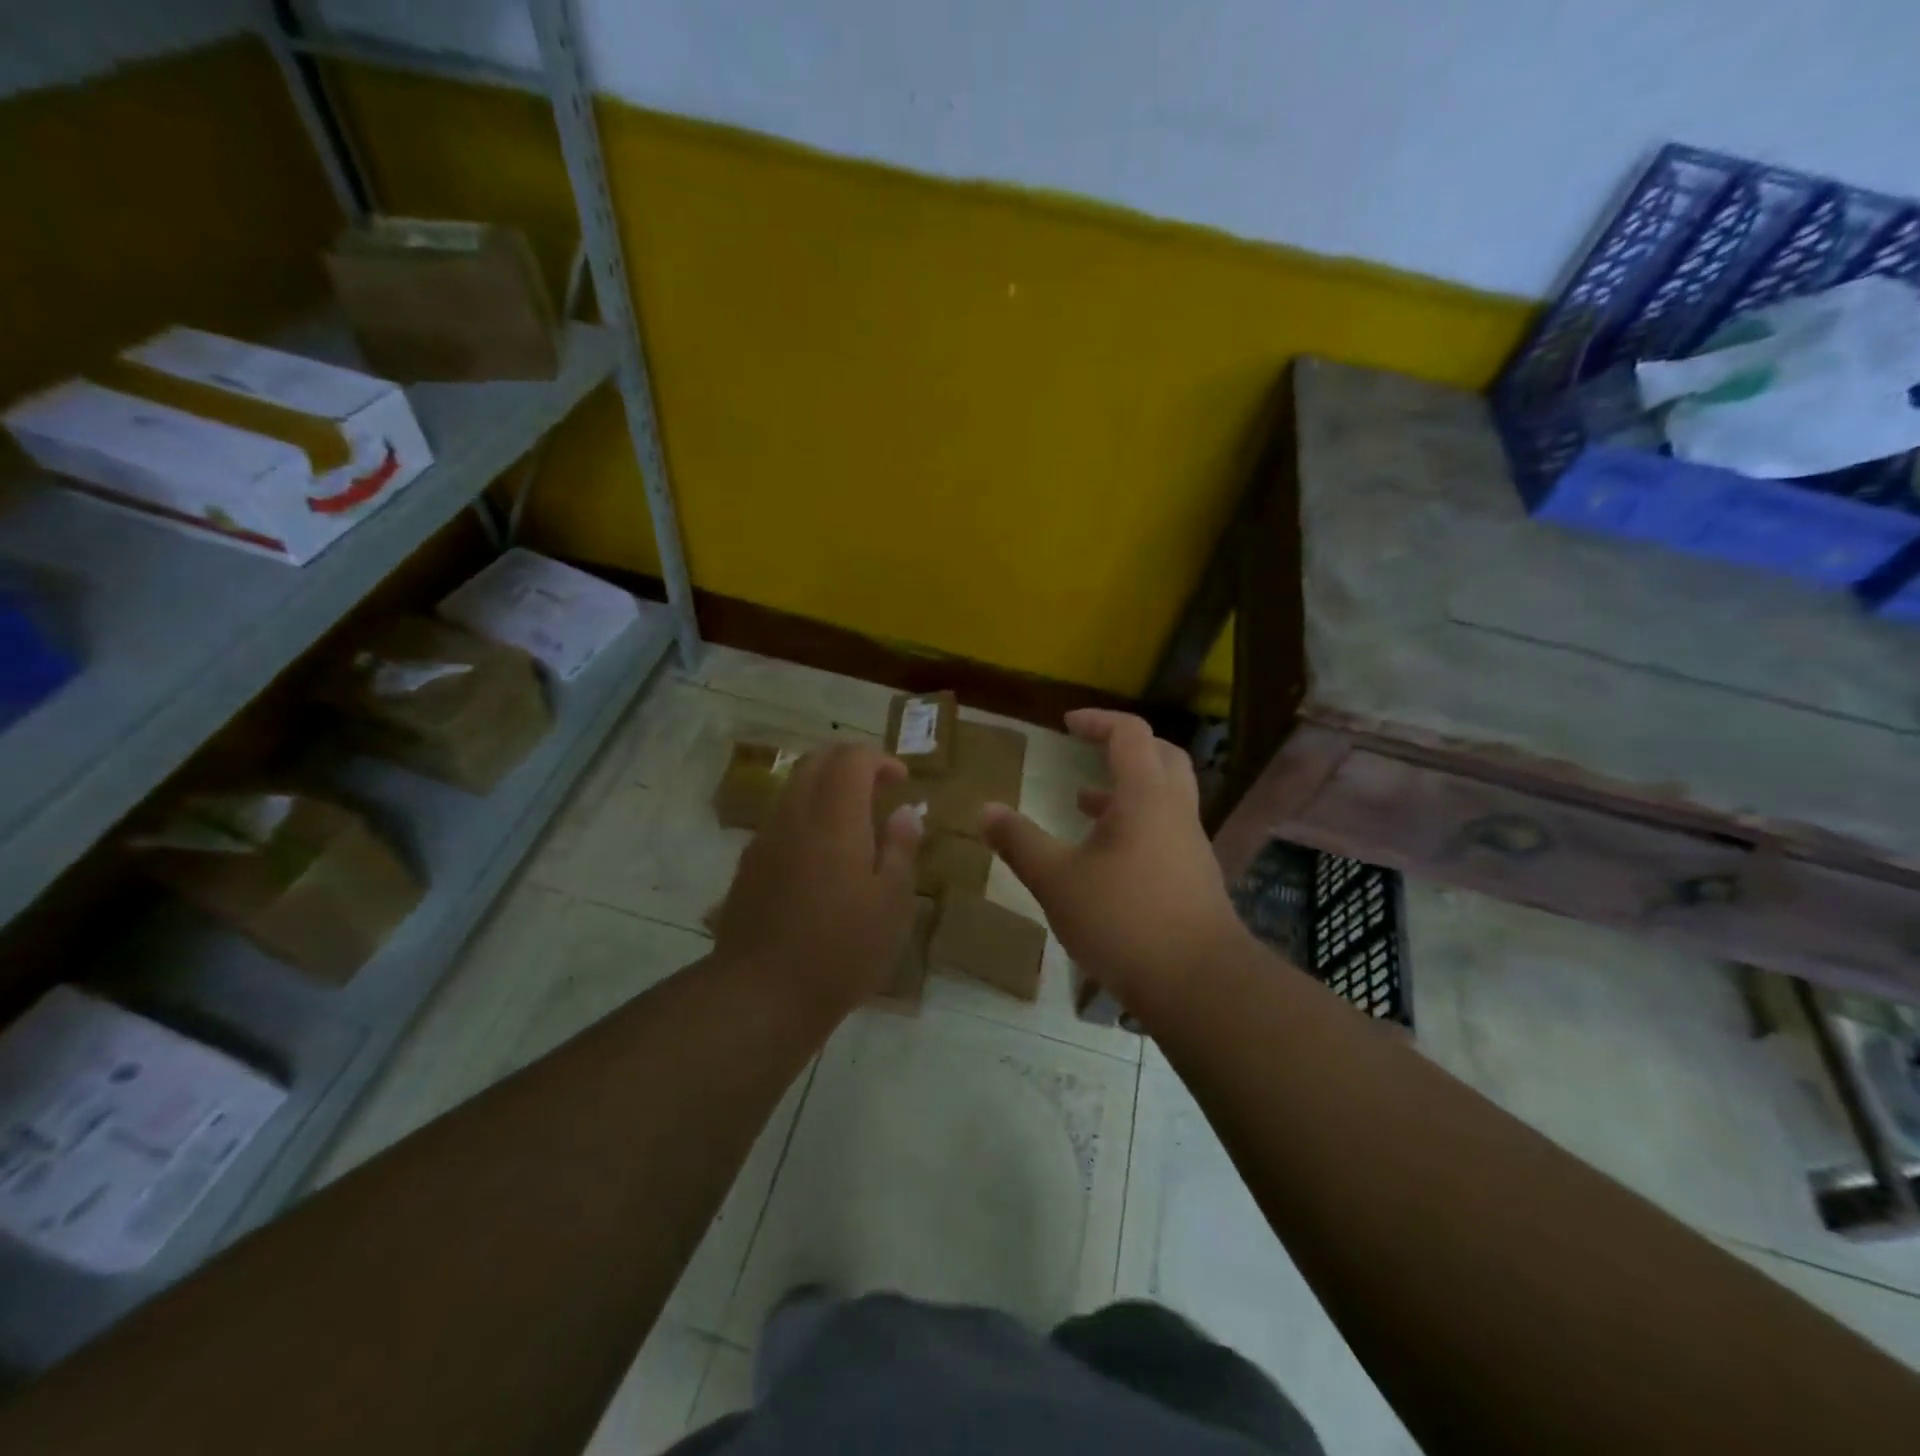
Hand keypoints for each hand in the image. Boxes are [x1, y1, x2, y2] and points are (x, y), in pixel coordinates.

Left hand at [713, 742, 922, 1016]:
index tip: (901, 781)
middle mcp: (795, 815)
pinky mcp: (749, 863)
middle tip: (879, 789)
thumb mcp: (891, 903)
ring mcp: (765, 838)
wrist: (762, 993)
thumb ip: (900, 848)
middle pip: (817, 761)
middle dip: (850, 764)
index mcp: (834, 817)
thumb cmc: (841, 949)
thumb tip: (905, 812)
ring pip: (795, 788)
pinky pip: (782, 818)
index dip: (879, 759)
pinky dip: (807, 814)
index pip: (851, 758)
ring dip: (826, 788)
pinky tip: (824, 855)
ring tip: (855, 822)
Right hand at [981, 710, 1244, 1017]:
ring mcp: (1190, 846)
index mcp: (1146, 796)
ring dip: (1126, 790)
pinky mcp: (1194, 878)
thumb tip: (985, 809)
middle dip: (1123, 747)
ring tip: (1082, 804)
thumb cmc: (1124, 920)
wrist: (1199, 985)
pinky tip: (1105, 859)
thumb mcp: (1057, 880)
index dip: (1098, 721)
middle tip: (1089, 751)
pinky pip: (1165, 831)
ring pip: (1164, 797)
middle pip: (1160, 756)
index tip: (1067, 724)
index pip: (1130, 733)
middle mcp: (1175, 811)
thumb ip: (1020, 842)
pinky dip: (1134, 826)